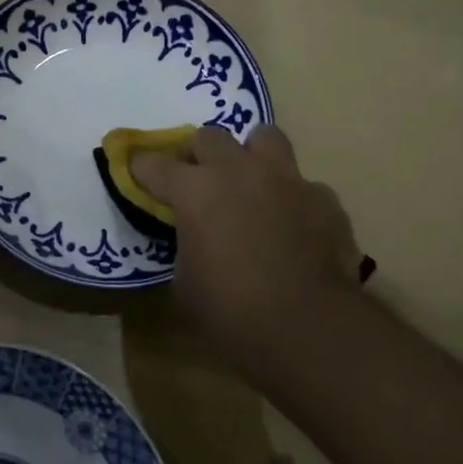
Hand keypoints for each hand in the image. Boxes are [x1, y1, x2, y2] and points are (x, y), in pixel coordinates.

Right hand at [131, 124, 363, 347]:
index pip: (155, 165)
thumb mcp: (187, 283)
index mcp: (195, 190)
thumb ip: (188, 247)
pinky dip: (294, 200)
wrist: (308, 326)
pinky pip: (304, 185)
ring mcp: (285, 179)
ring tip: (252, 183)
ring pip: (265, 138)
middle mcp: (238, 171)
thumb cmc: (232, 310)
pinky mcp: (324, 199)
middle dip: (199, 155)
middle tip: (200, 180)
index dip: (143, 168)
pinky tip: (296, 227)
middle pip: (209, 137)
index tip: (138, 172)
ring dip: (252, 156)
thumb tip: (199, 240)